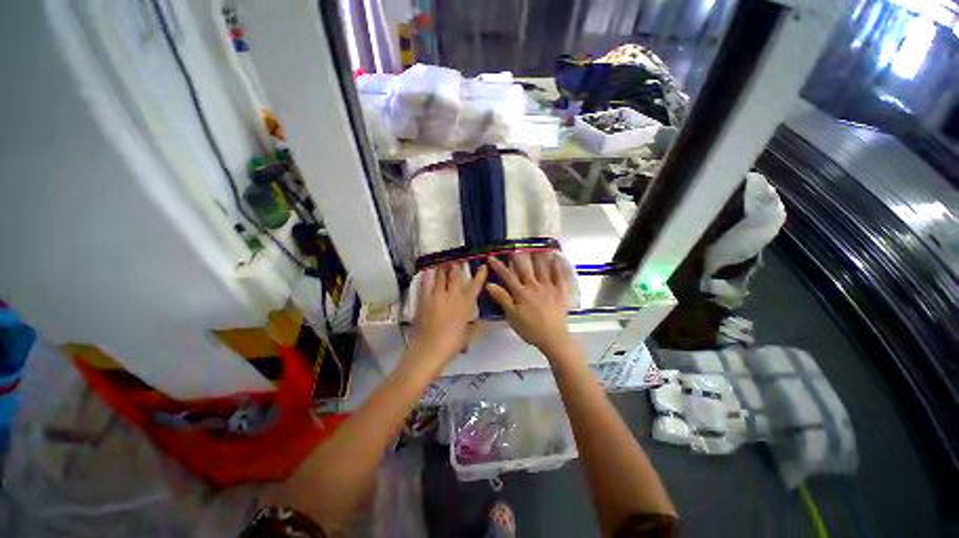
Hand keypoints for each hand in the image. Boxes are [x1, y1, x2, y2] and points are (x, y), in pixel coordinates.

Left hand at [408, 263, 487, 371]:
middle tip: (457, 260)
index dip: (480, 274)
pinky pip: (425, 283)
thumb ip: (477, 325)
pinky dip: (427, 276)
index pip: (475, 285)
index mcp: (465, 304)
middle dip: (457, 265)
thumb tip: (485, 321)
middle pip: (455, 275)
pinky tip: (428, 272)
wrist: (428, 350)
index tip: (482, 266)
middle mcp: (451, 296)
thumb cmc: (451, 344)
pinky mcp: (423, 299)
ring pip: (440, 276)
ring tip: (443, 262)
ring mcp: (436, 296)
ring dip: (442, 268)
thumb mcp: (468, 335)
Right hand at [486, 253, 573, 355]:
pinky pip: (560, 275)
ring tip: (535, 247)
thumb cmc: (530, 328)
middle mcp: (534, 285)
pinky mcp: (560, 291)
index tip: (492, 257)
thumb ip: (502, 299)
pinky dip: (558, 266)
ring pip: (542, 268)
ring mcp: (549, 287)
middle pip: (525, 268)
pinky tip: (556, 257)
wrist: (553, 337)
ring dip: (538, 256)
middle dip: (518, 257)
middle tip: (514, 248)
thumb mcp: (512, 316)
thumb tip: (489, 284)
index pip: (507, 276)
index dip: (499, 266)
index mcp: (521, 292)